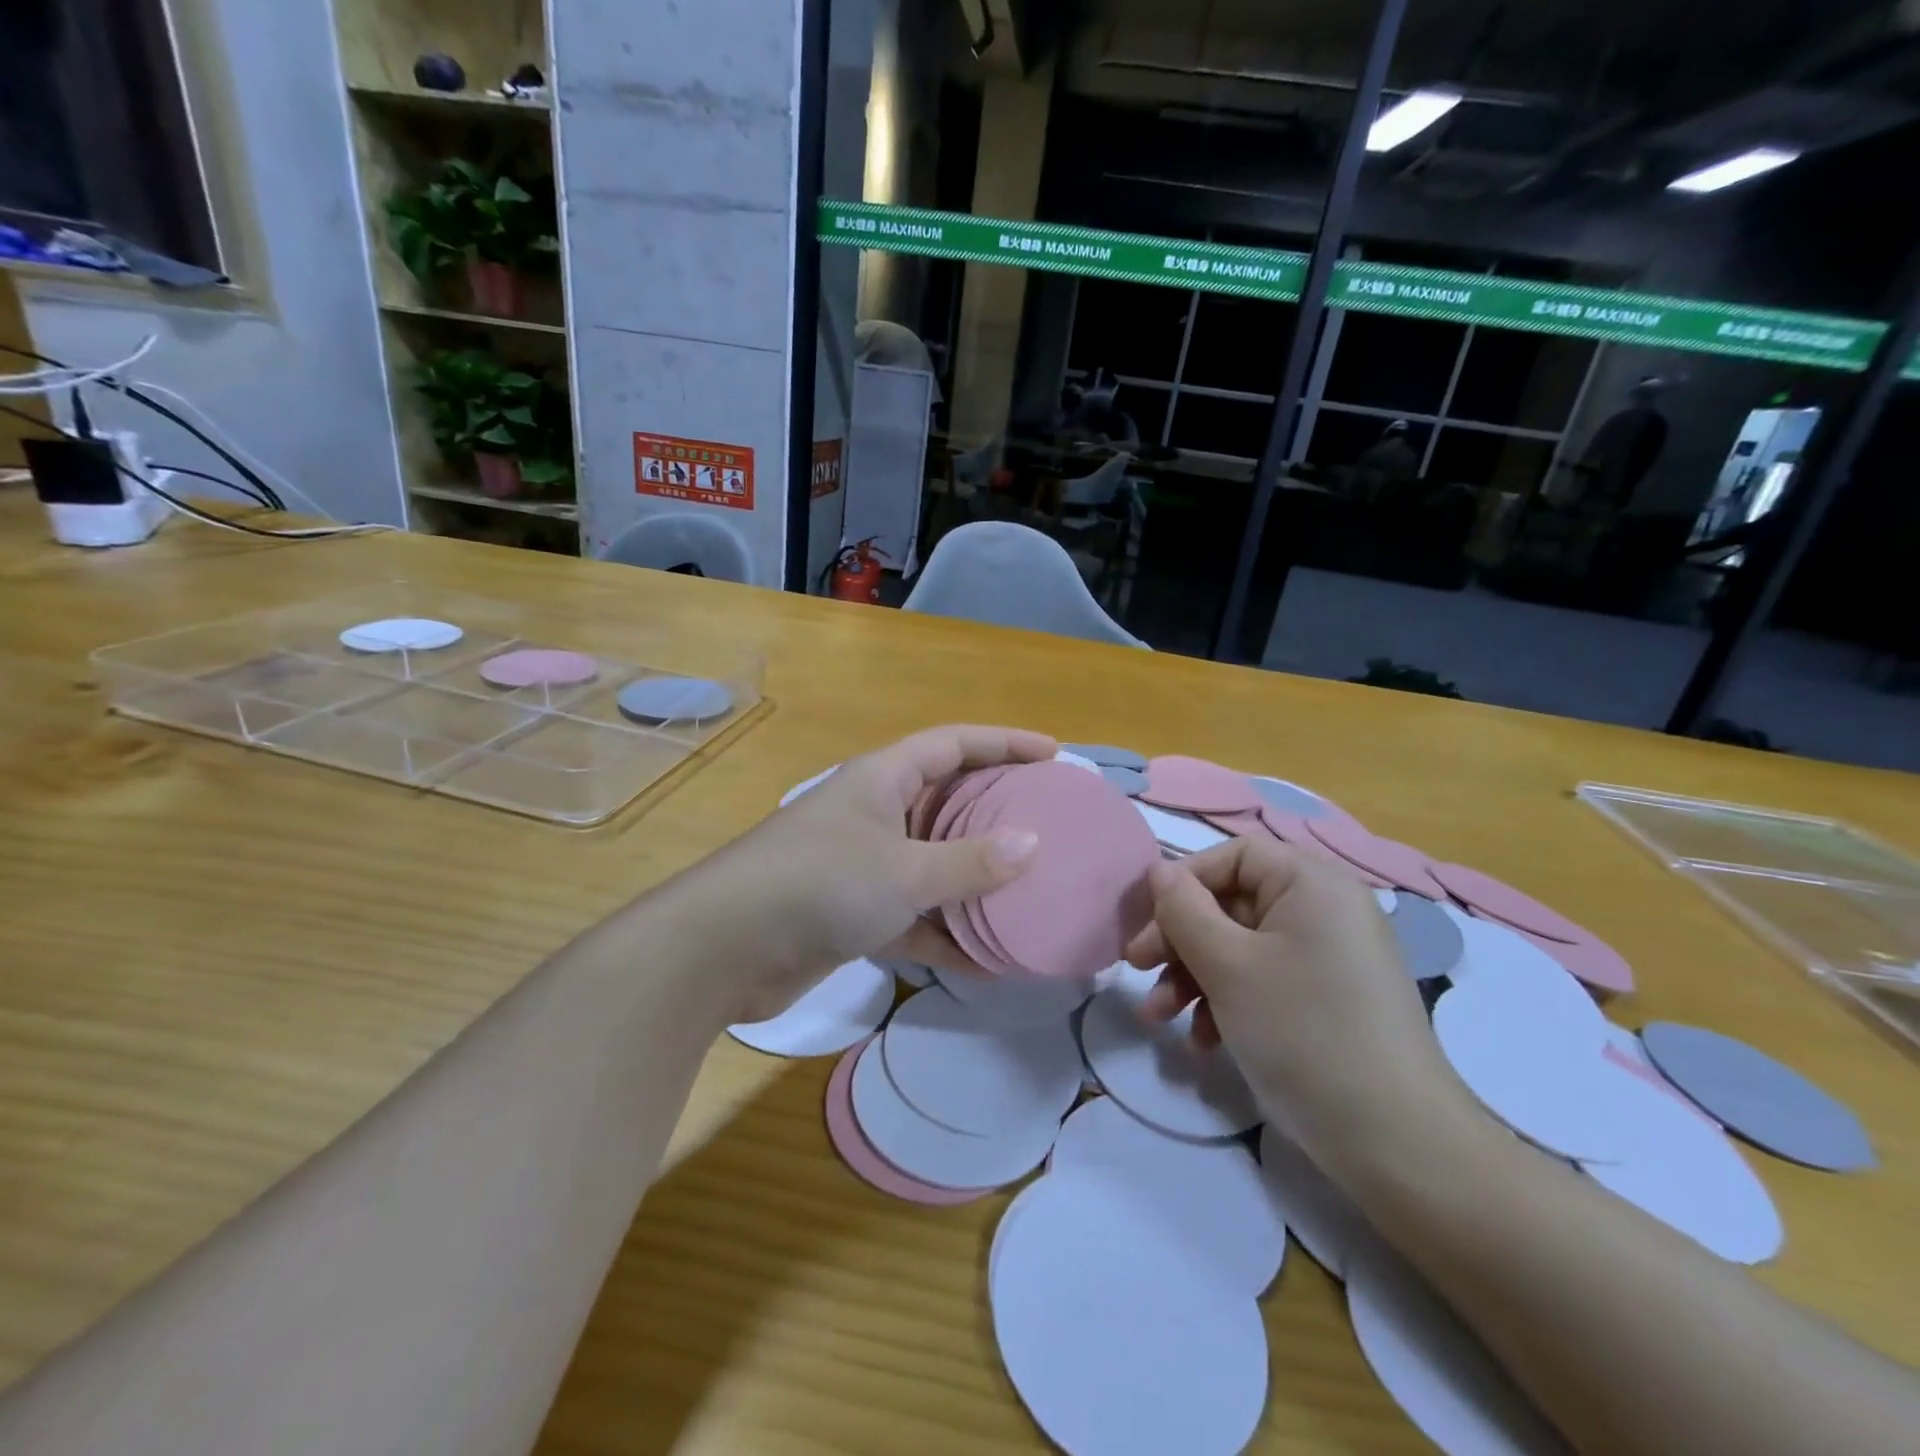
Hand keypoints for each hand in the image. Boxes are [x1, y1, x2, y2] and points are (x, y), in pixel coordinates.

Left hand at [687, 725, 1056, 1022]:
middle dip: (997, 812)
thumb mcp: (903, 869)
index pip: (954, 744)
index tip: (1054, 755)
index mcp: (883, 778)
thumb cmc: (819, 883)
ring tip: (1031, 891)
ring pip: (934, 863)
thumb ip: (969, 862)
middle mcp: (875, 813)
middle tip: (1050, 824)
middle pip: (948, 801)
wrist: (724, 947)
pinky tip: (988, 960)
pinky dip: (946, 933)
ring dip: (976, 880)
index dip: (1004, 743)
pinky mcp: (854, 913)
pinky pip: (915, 915)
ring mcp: (864, 864)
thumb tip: (1033, 845)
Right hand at [1124, 836, 1478, 1170]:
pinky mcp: (1329, 1001)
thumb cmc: (1302, 1031)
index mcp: (1312, 884)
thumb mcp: (1227, 966)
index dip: (1183, 880)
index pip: (1234, 856)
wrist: (1396, 1143)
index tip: (1145, 920)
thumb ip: (1183, 910)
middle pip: (1232, 903)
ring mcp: (1330, 958)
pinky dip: (1228, 1002)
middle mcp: (1325, 911)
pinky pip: (1265, 981)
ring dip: (1194, 977)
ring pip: (1241, 948)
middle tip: (1136, 969)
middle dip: (1179, 940)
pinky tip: (1204, 1042)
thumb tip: (1159, 871)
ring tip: (1160, 1017)